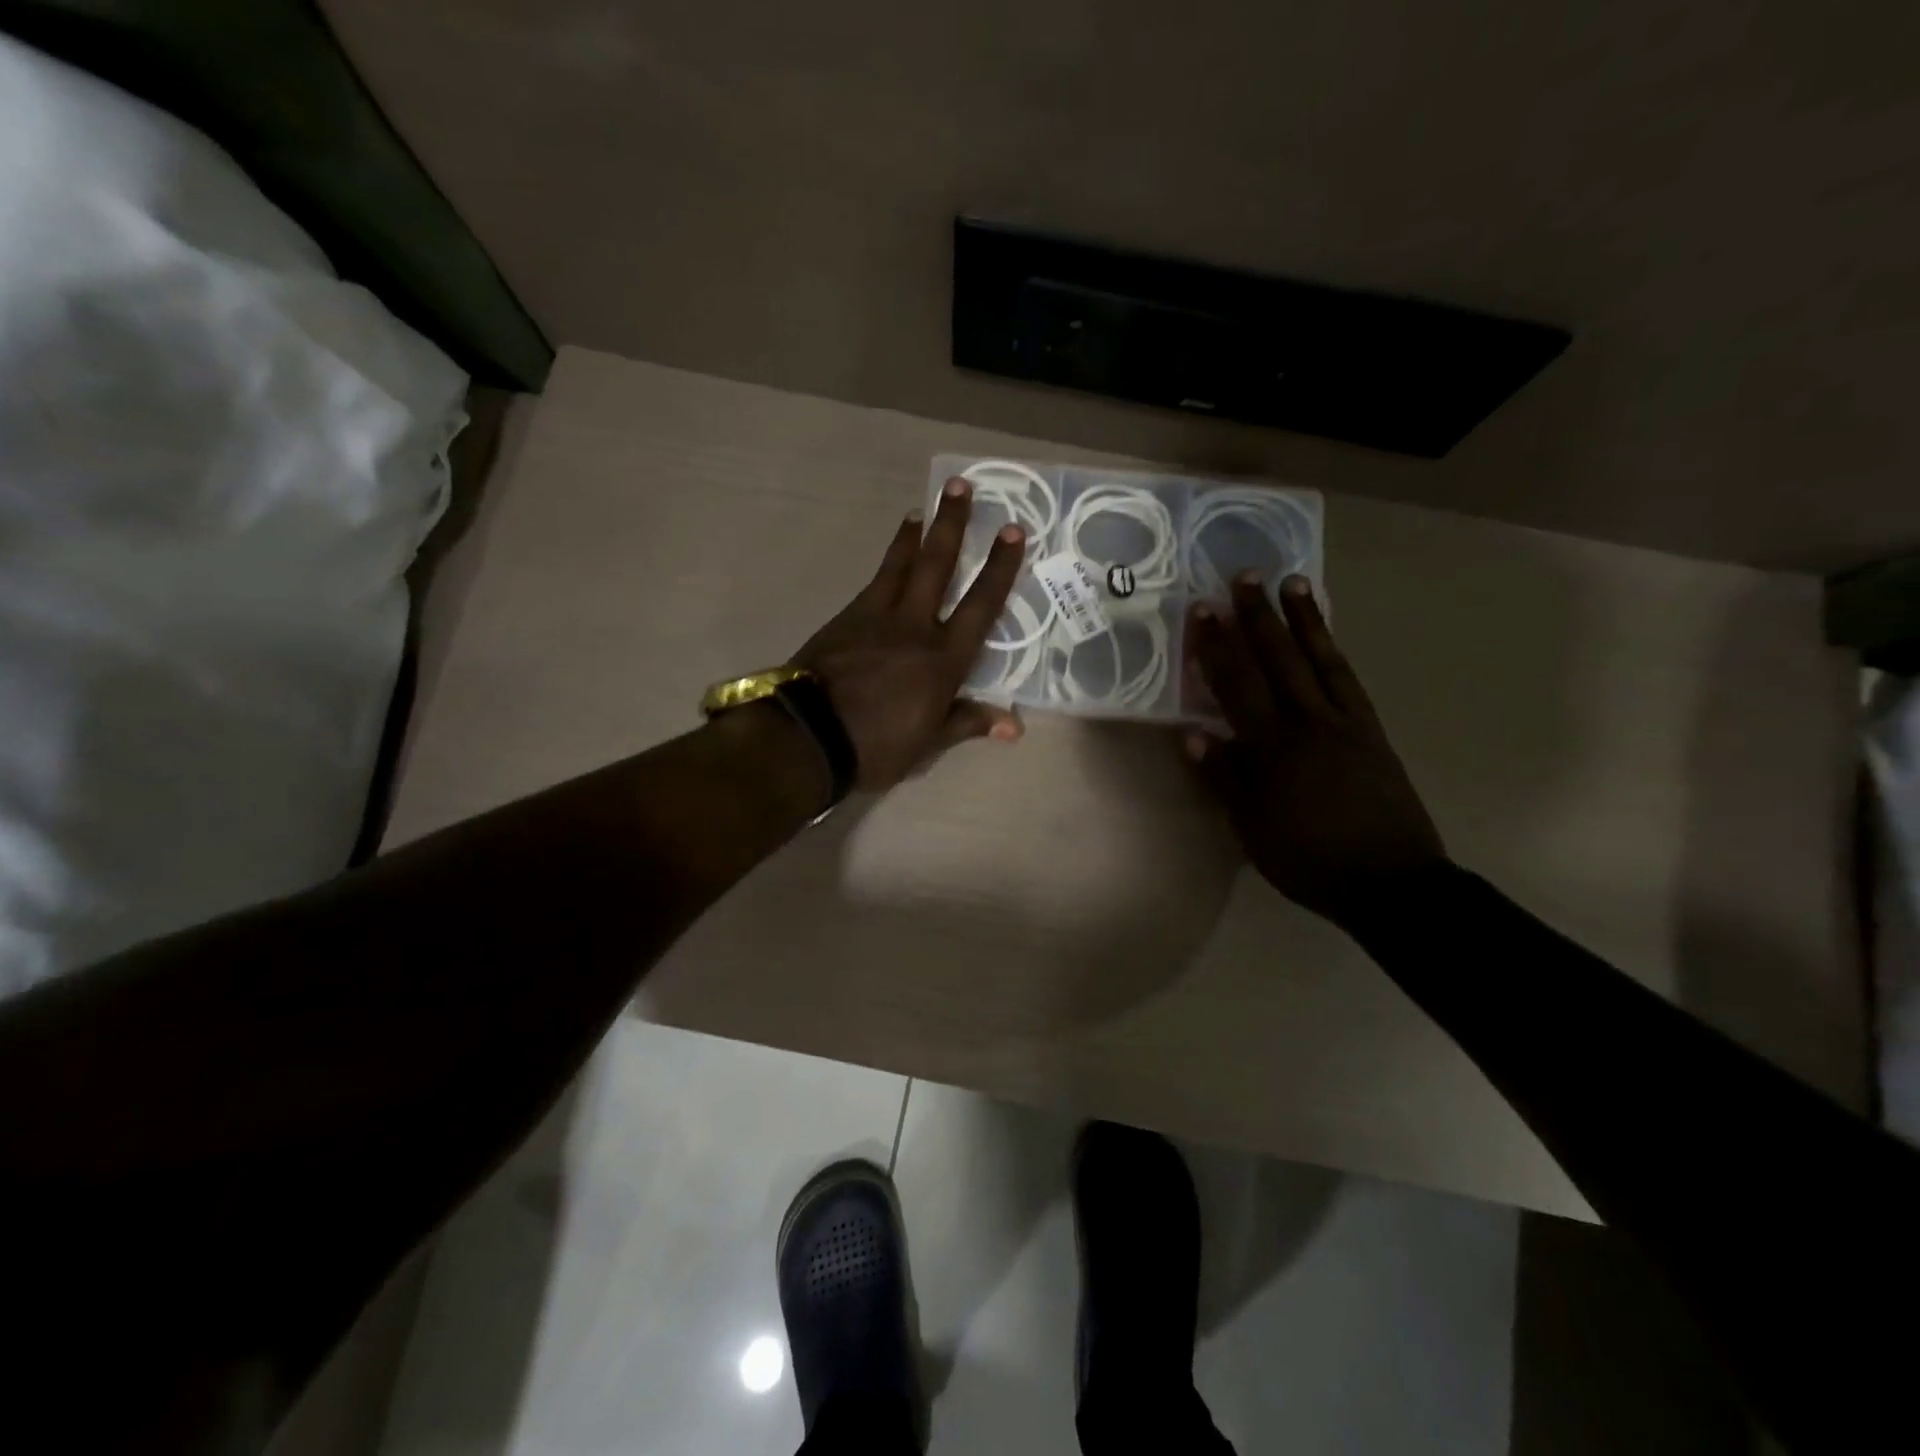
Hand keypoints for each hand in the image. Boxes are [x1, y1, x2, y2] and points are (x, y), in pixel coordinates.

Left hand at [793, 477, 1024, 789]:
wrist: (808, 736)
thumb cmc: (877, 746)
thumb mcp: (929, 744)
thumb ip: (968, 722)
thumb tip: (1015, 726)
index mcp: (943, 660)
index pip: (980, 605)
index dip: (1000, 567)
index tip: (1013, 530)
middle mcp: (914, 627)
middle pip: (937, 565)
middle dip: (953, 524)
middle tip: (960, 486)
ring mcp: (876, 618)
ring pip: (900, 565)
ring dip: (914, 534)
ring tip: (923, 508)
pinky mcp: (845, 619)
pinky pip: (873, 582)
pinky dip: (886, 564)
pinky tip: (889, 559)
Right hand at [1187, 574, 1446, 929]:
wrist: (1391, 881)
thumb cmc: (1308, 859)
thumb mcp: (1252, 828)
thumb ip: (1223, 778)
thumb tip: (1192, 734)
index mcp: (1273, 749)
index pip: (1237, 686)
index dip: (1217, 646)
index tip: (1203, 609)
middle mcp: (1309, 723)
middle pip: (1278, 660)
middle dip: (1257, 617)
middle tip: (1243, 576)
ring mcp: (1346, 723)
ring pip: (1319, 659)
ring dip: (1302, 619)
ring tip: (1290, 582)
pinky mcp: (1372, 731)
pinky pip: (1349, 680)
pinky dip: (1334, 650)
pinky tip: (1325, 635)